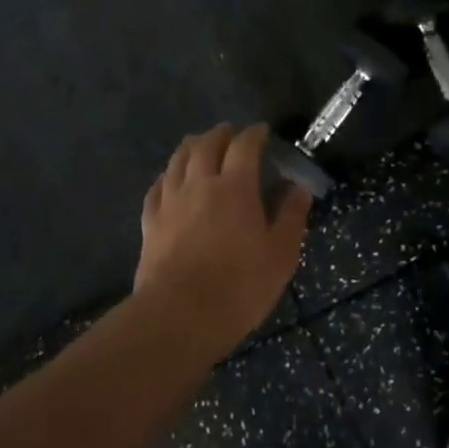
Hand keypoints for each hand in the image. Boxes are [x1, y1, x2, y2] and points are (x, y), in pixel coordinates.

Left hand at [134, 123, 310, 364]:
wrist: (179, 316)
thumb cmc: (239, 286)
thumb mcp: (280, 255)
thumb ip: (290, 217)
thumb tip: (298, 188)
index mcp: (235, 187)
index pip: (244, 146)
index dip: (254, 134)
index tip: (262, 132)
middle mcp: (200, 184)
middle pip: (206, 145)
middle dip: (220, 134)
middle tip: (230, 134)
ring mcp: (170, 202)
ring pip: (178, 160)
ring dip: (191, 147)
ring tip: (199, 145)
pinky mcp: (150, 222)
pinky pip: (156, 187)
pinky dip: (167, 176)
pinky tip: (169, 179)